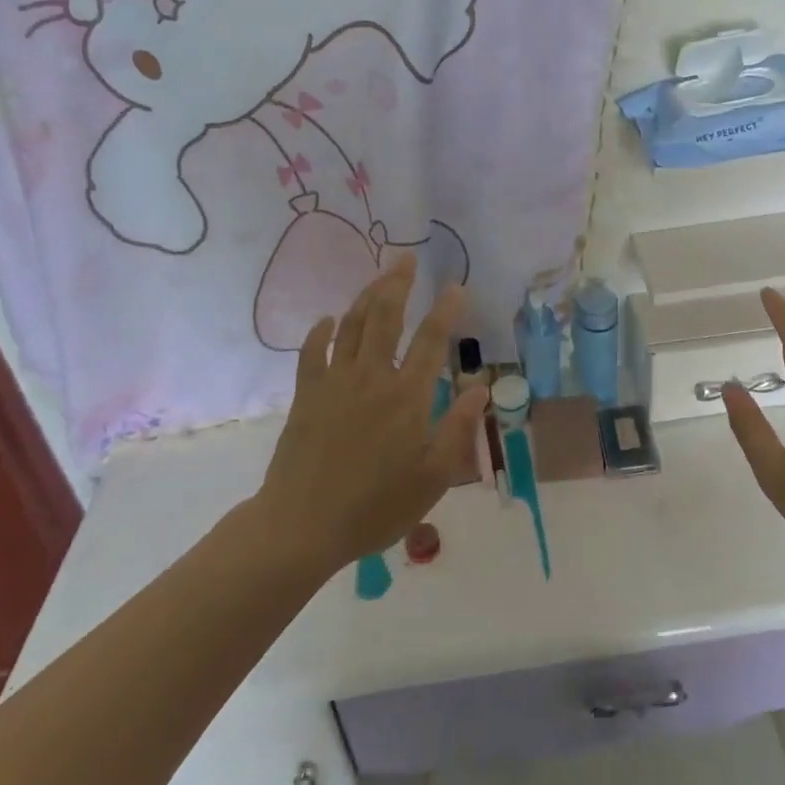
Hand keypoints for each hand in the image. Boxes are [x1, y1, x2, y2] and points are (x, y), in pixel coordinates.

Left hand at [256, 253, 485, 575]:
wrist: (303, 525)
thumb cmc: (376, 506)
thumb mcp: (432, 476)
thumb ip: (458, 428)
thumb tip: (481, 388)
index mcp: (407, 396)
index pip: (431, 341)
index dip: (446, 311)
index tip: (457, 286)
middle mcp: (372, 377)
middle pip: (386, 317)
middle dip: (398, 283)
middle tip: (407, 258)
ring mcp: (335, 382)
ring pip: (352, 326)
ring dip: (366, 296)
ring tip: (379, 276)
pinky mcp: (307, 395)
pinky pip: (313, 352)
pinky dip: (321, 331)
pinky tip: (328, 319)